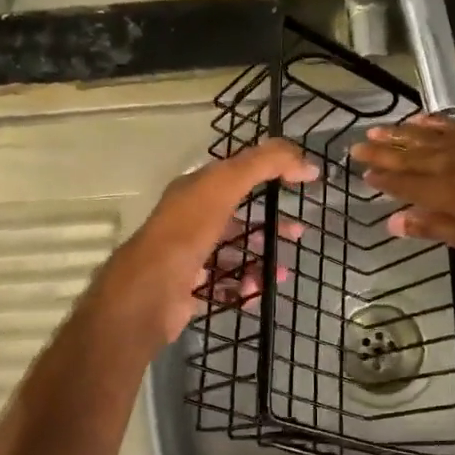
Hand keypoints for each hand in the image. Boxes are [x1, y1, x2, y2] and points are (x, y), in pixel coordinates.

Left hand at [95, 139, 318, 342]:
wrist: (148, 293)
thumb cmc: (187, 232)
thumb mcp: (225, 185)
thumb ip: (264, 164)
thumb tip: (306, 161)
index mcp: (195, 190)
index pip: (237, 172)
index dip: (270, 171)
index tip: (303, 180)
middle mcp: (190, 220)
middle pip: (237, 216)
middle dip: (269, 223)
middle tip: (298, 232)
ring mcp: (189, 256)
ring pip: (234, 253)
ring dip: (261, 259)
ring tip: (282, 271)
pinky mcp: (190, 289)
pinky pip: (226, 285)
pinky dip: (245, 287)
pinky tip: (258, 291)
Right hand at [350, 114, 454, 258]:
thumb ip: (436, 229)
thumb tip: (395, 223)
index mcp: (443, 193)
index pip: (403, 184)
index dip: (382, 180)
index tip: (364, 175)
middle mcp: (448, 163)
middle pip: (407, 156)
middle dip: (381, 153)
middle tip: (357, 146)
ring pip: (424, 136)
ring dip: (399, 134)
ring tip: (378, 130)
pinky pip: (451, 125)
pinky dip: (432, 122)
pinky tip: (419, 120)